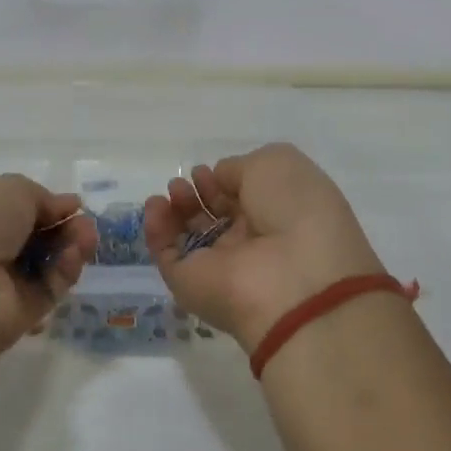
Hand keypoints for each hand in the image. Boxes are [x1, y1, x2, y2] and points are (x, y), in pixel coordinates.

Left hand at [0, 176, 98, 351]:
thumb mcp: (11, 190)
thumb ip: (42, 197)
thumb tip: (64, 207)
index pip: (12, 210)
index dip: (44, 205)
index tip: (73, 205)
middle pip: (34, 236)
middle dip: (64, 226)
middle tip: (85, 223)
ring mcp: (0, 284)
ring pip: (46, 263)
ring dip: (71, 246)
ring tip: (87, 237)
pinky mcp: (18, 315)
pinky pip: (49, 289)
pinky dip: (65, 271)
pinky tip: (74, 257)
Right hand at [143, 144, 383, 351]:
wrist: (292, 276)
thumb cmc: (294, 209)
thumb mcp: (275, 164)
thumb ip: (238, 167)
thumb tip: (218, 179)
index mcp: (281, 215)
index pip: (245, 198)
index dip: (223, 181)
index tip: (207, 170)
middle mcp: (253, 243)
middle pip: (217, 217)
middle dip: (199, 193)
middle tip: (187, 180)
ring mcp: (222, 267)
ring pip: (191, 236)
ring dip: (177, 208)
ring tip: (173, 190)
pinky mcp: (191, 286)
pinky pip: (168, 255)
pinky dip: (156, 230)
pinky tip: (156, 206)